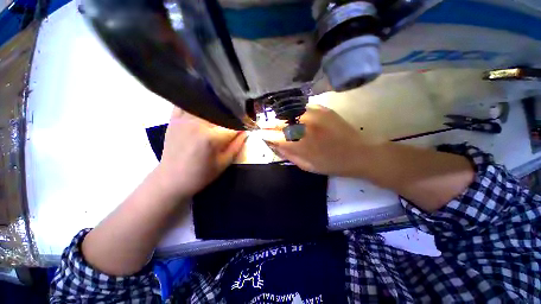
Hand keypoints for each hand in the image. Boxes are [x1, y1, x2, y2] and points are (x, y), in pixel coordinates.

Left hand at [157, 107, 246, 196]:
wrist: (172, 179)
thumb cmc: (200, 174)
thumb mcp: (223, 163)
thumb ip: (237, 146)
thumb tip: (245, 132)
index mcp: (211, 137)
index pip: (233, 126)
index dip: (242, 126)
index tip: (247, 127)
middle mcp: (198, 124)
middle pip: (220, 113)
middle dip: (231, 117)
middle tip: (235, 122)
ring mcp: (184, 119)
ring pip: (205, 105)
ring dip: (216, 109)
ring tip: (221, 116)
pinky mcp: (174, 119)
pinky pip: (186, 103)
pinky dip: (196, 103)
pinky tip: (203, 108)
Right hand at [262, 104, 373, 176]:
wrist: (359, 153)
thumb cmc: (331, 164)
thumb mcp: (306, 166)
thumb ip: (288, 154)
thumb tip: (274, 144)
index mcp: (300, 144)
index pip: (274, 136)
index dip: (265, 135)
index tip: (259, 134)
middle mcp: (304, 126)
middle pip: (279, 122)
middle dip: (268, 124)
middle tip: (263, 125)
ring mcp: (313, 115)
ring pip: (288, 112)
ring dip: (279, 117)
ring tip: (275, 120)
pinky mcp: (322, 108)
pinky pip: (301, 107)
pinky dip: (293, 111)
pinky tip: (291, 115)